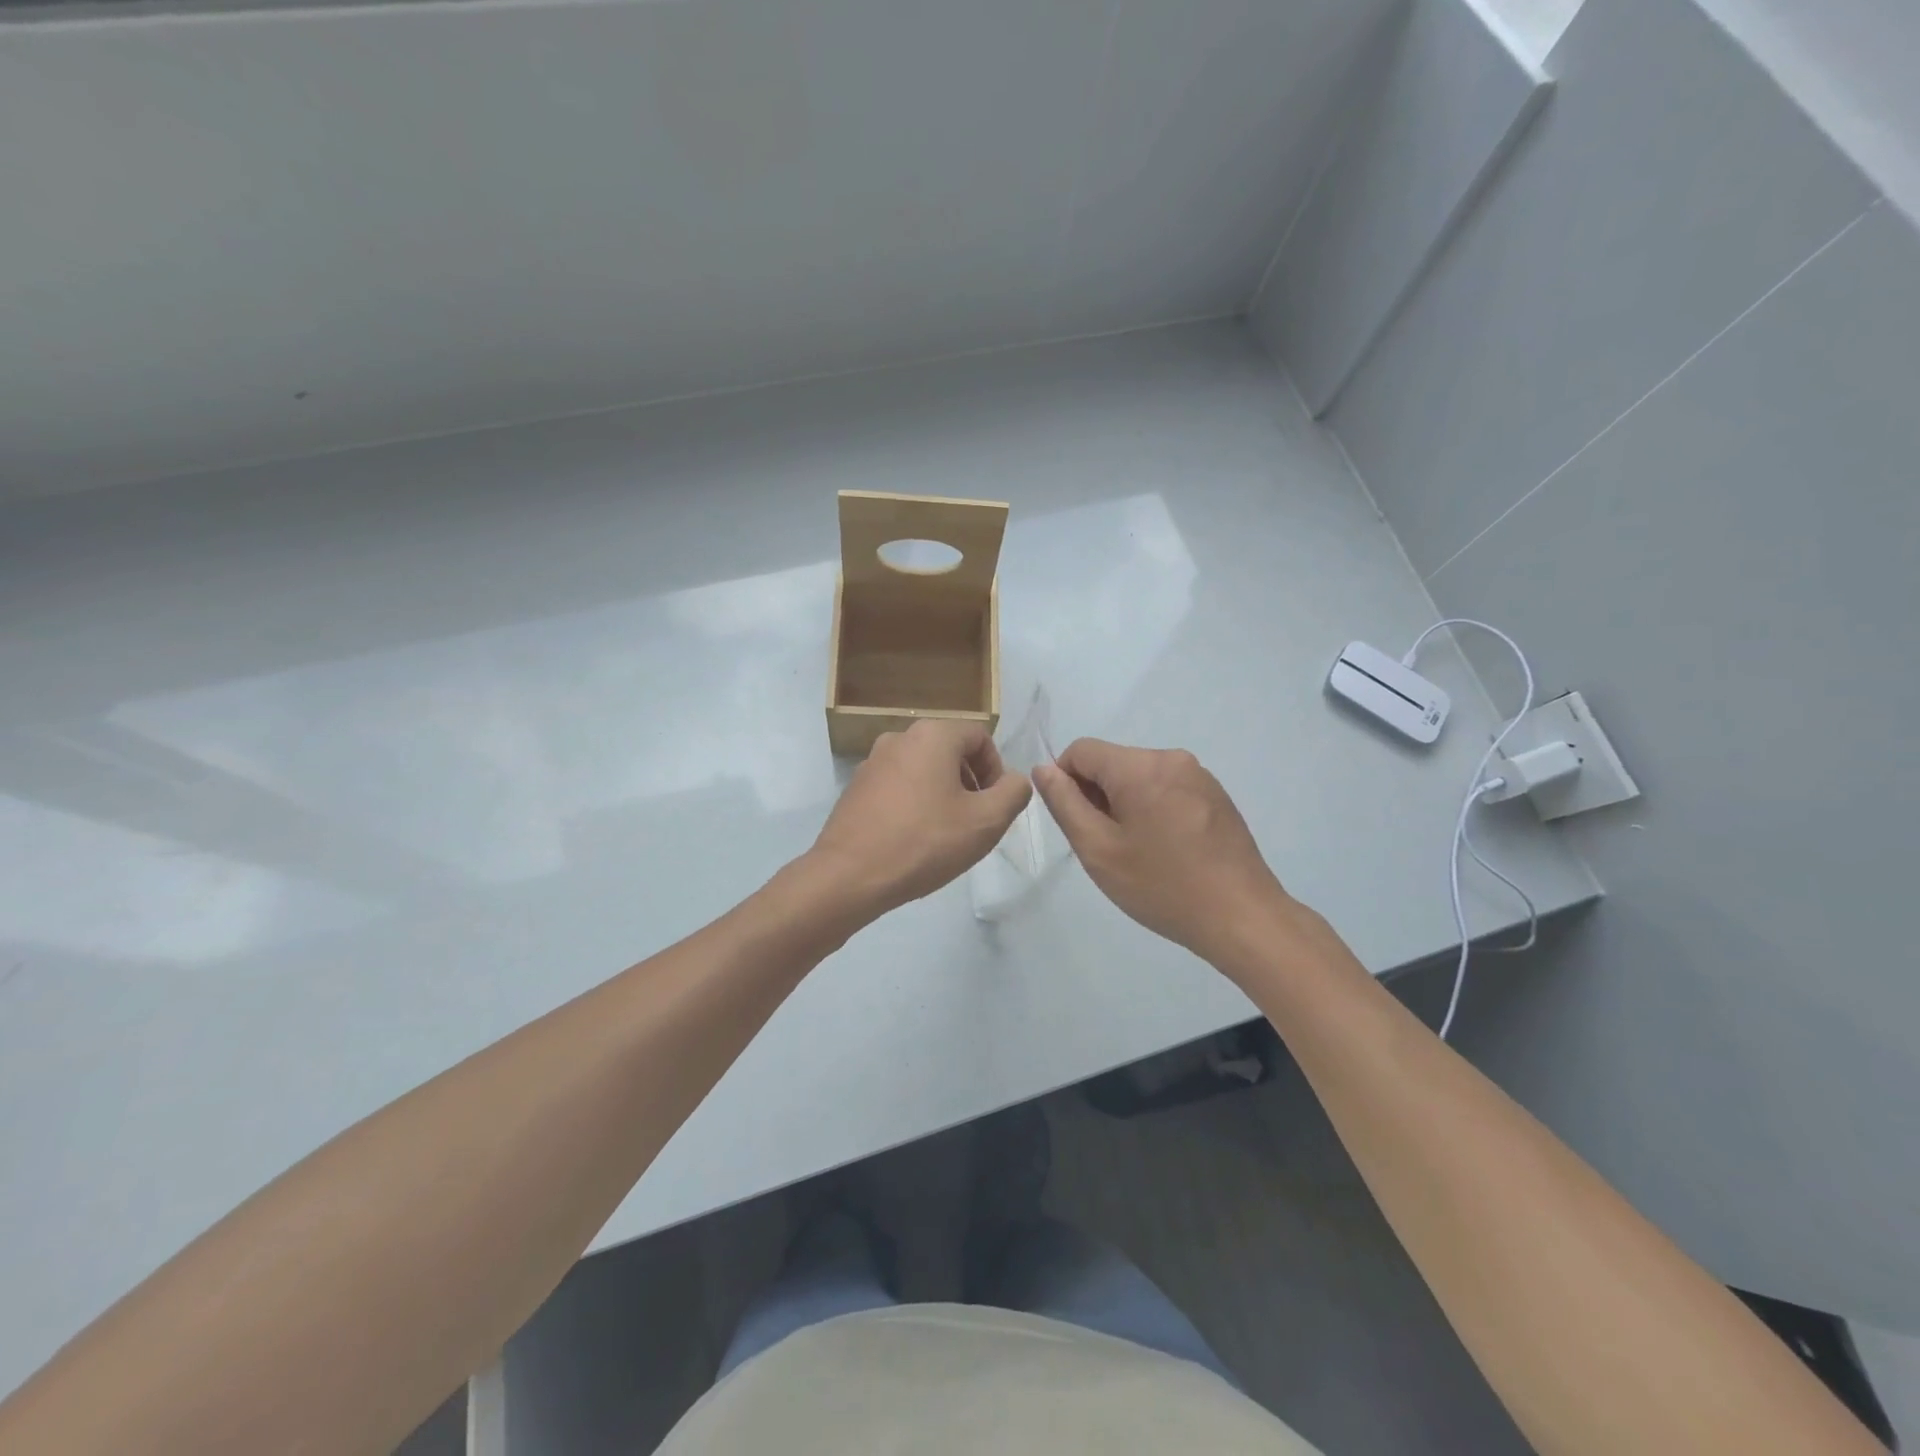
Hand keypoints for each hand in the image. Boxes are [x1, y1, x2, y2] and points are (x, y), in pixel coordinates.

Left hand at [809, 720, 1032, 919]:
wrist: (849, 876)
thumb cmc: (924, 842)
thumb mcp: (986, 821)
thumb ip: (1013, 792)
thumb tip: (1014, 781)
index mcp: (932, 735)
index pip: (980, 738)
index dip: (996, 770)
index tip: (994, 807)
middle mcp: (899, 738)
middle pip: (950, 752)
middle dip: (970, 784)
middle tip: (975, 823)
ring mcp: (872, 762)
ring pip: (923, 770)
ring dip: (943, 795)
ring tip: (945, 835)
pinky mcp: (856, 788)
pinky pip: (898, 787)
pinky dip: (914, 805)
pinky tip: (914, 841)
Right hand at [1033, 739, 1294, 968]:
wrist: (1242, 917)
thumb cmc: (1162, 886)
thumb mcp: (1098, 849)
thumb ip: (1065, 803)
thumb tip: (1044, 769)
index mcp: (1140, 766)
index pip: (1081, 750)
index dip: (1065, 782)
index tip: (1077, 824)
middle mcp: (1172, 758)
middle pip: (1112, 762)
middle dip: (1097, 796)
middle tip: (1106, 846)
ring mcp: (1200, 776)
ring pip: (1140, 777)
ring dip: (1125, 804)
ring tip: (1138, 852)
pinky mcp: (1217, 796)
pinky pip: (1167, 789)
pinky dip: (1153, 809)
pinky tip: (1166, 851)